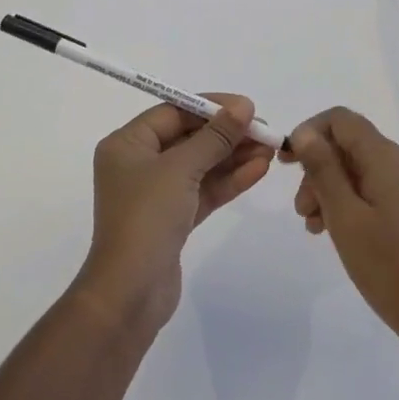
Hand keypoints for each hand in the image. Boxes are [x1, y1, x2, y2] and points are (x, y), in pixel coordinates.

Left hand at [73, 95, 272, 332]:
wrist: (130, 294)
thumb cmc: (147, 218)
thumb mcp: (181, 169)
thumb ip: (215, 136)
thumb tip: (244, 107)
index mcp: (127, 144)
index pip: (173, 112)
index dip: (211, 106)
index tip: (247, 107)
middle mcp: (139, 164)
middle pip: (189, 137)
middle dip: (227, 133)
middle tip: (265, 130)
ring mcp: (156, 193)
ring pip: (200, 165)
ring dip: (233, 156)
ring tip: (270, 148)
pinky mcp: (173, 219)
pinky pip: (203, 190)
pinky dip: (228, 180)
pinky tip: (259, 170)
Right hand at [284, 108, 398, 359]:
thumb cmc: (390, 269)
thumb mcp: (345, 217)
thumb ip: (324, 169)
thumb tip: (305, 131)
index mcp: (388, 158)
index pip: (342, 120)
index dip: (309, 132)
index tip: (286, 164)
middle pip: (350, 146)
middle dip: (318, 168)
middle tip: (301, 210)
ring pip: (362, 171)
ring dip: (332, 189)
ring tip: (314, 228)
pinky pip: (377, 191)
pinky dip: (352, 203)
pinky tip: (339, 233)